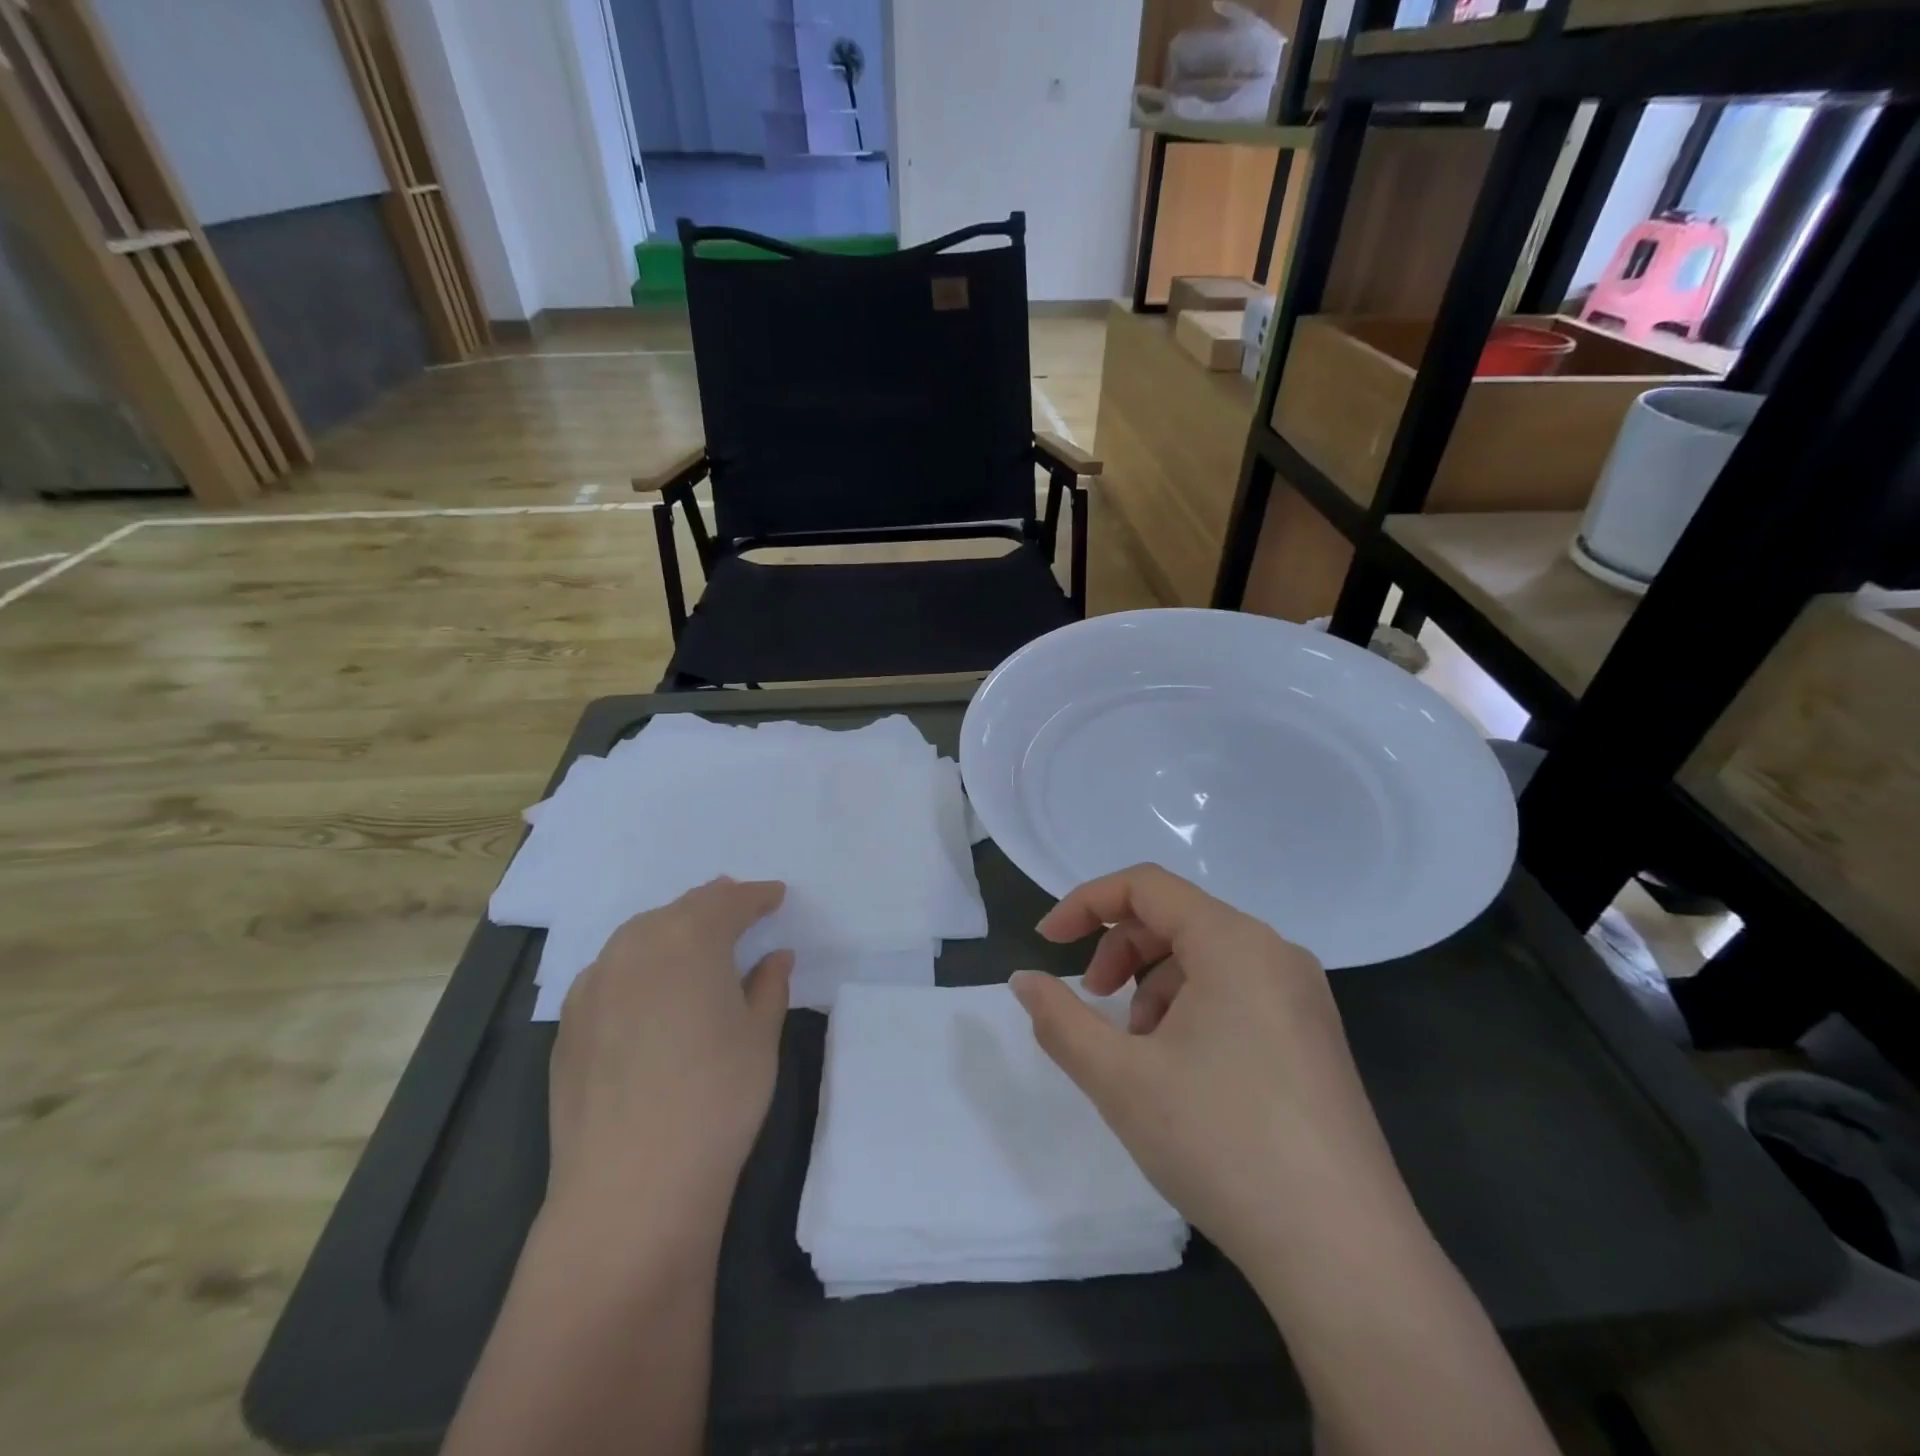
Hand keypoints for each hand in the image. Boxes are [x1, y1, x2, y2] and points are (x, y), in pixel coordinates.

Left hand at [547, 879, 792, 1227]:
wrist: (631, 1185)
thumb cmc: (717, 1099)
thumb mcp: (760, 1037)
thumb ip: (769, 986)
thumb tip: (775, 957)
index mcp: (689, 940)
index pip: (728, 903)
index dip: (756, 897)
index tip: (776, 896)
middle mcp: (635, 948)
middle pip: (680, 910)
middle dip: (713, 904)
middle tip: (739, 906)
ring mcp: (594, 984)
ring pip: (639, 935)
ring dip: (672, 928)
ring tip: (695, 937)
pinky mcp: (568, 1023)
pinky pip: (610, 970)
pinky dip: (637, 962)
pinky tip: (648, 986)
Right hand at [1010, 865, 1407, 1269]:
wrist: (1345, 1255)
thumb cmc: (1221, 1143)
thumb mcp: (1121, 1078)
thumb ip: (1060, 1019)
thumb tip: (1023, 980)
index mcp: (1234, 942)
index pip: (1146, 886)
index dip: (1087, 903)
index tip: (1047, 944)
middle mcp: (1275, 953)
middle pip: (1176, 918)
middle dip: (1120, 951)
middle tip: (1094, 1004)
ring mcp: (1303, 997)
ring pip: (1206, 959)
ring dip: (1154, 986)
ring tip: (1140, 1053)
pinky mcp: (1314, 1038)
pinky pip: (1237, 992)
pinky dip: (1192, 1009)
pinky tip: (1182, 1073)